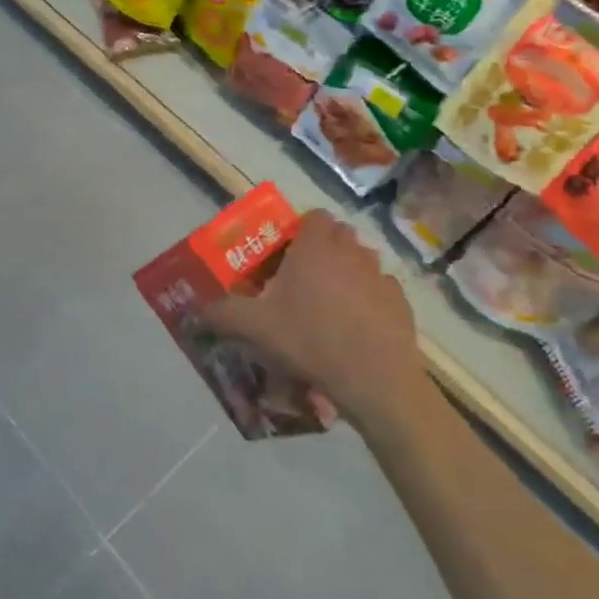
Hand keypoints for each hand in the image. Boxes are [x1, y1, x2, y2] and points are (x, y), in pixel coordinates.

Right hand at [200, 209, 430, 434]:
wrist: (375, 382)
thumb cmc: (310, 340)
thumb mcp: (254, 327)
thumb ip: (221, 311)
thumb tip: (197, 306)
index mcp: (315, 248)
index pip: (313, 216)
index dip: (300, 229)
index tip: (285, 253)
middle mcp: (351, 252)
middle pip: (339, 234)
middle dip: (323, 247)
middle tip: (302, 276)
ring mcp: (380, 277)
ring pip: (362, 258)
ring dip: (347, 269)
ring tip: (330, 300)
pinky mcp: (401, 303)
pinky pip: (381, 288)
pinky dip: (369, 297)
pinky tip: (356, 324)